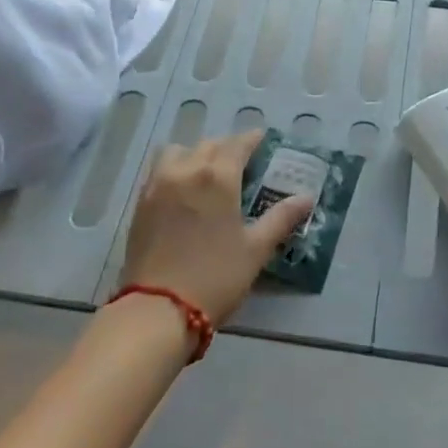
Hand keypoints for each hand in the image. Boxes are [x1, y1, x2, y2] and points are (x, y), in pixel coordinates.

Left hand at [118, 130, 313, 327]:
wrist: (158, 309)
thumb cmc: (215, 277)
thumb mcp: (255, 249)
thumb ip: (281, 218)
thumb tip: (306, 198)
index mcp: (217, 177)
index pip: (237, 144)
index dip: (252, 139)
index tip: (263, 140)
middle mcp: (185, 171)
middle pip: (208, 145)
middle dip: (227, 147)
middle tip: (241, 161)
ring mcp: (158, 185)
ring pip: (178, 152)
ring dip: (196, 154)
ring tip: (207, 172)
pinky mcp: (140, 203)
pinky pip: (159, 171)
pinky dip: (175, 169)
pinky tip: (184, 190)